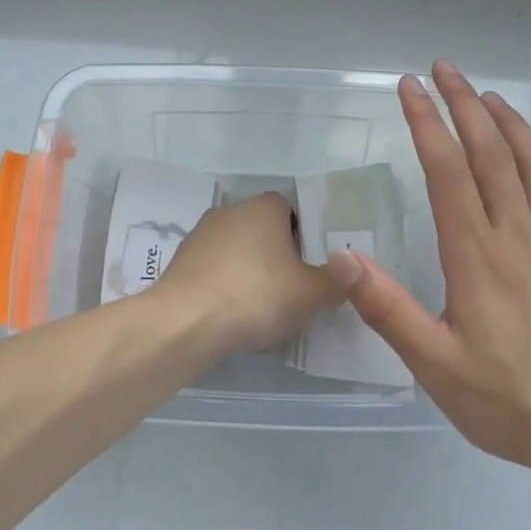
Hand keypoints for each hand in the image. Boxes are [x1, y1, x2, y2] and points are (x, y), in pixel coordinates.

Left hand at [157, 192, 343, 354]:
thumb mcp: (312, 294)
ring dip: (246, 271)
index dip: (302, 237)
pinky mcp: (179, 261)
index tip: (308, 268)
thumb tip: (350, 269)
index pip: (289, 210)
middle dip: (275, 255)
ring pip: (235, 249)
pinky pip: (212, 269)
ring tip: (258, 308)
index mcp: (263, 207)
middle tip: (289, 290)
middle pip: (261, 229)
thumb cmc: (256, 296)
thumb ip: (337, 281)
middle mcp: (230, 210)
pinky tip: (228, 314)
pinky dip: (222, 286)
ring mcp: (200, 234)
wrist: (185, 321)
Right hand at [331, 62, 530, 466]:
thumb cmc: (506, 399)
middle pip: (490, 152)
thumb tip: (343, 256)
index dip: (427, 122)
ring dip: (510, 123)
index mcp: (476, 253)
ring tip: (489, 94)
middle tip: (444, 69)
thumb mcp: (433, 363)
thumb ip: (387, 308)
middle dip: (465, 104)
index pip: (447, 169)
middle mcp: (517, 235)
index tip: (409, 87)